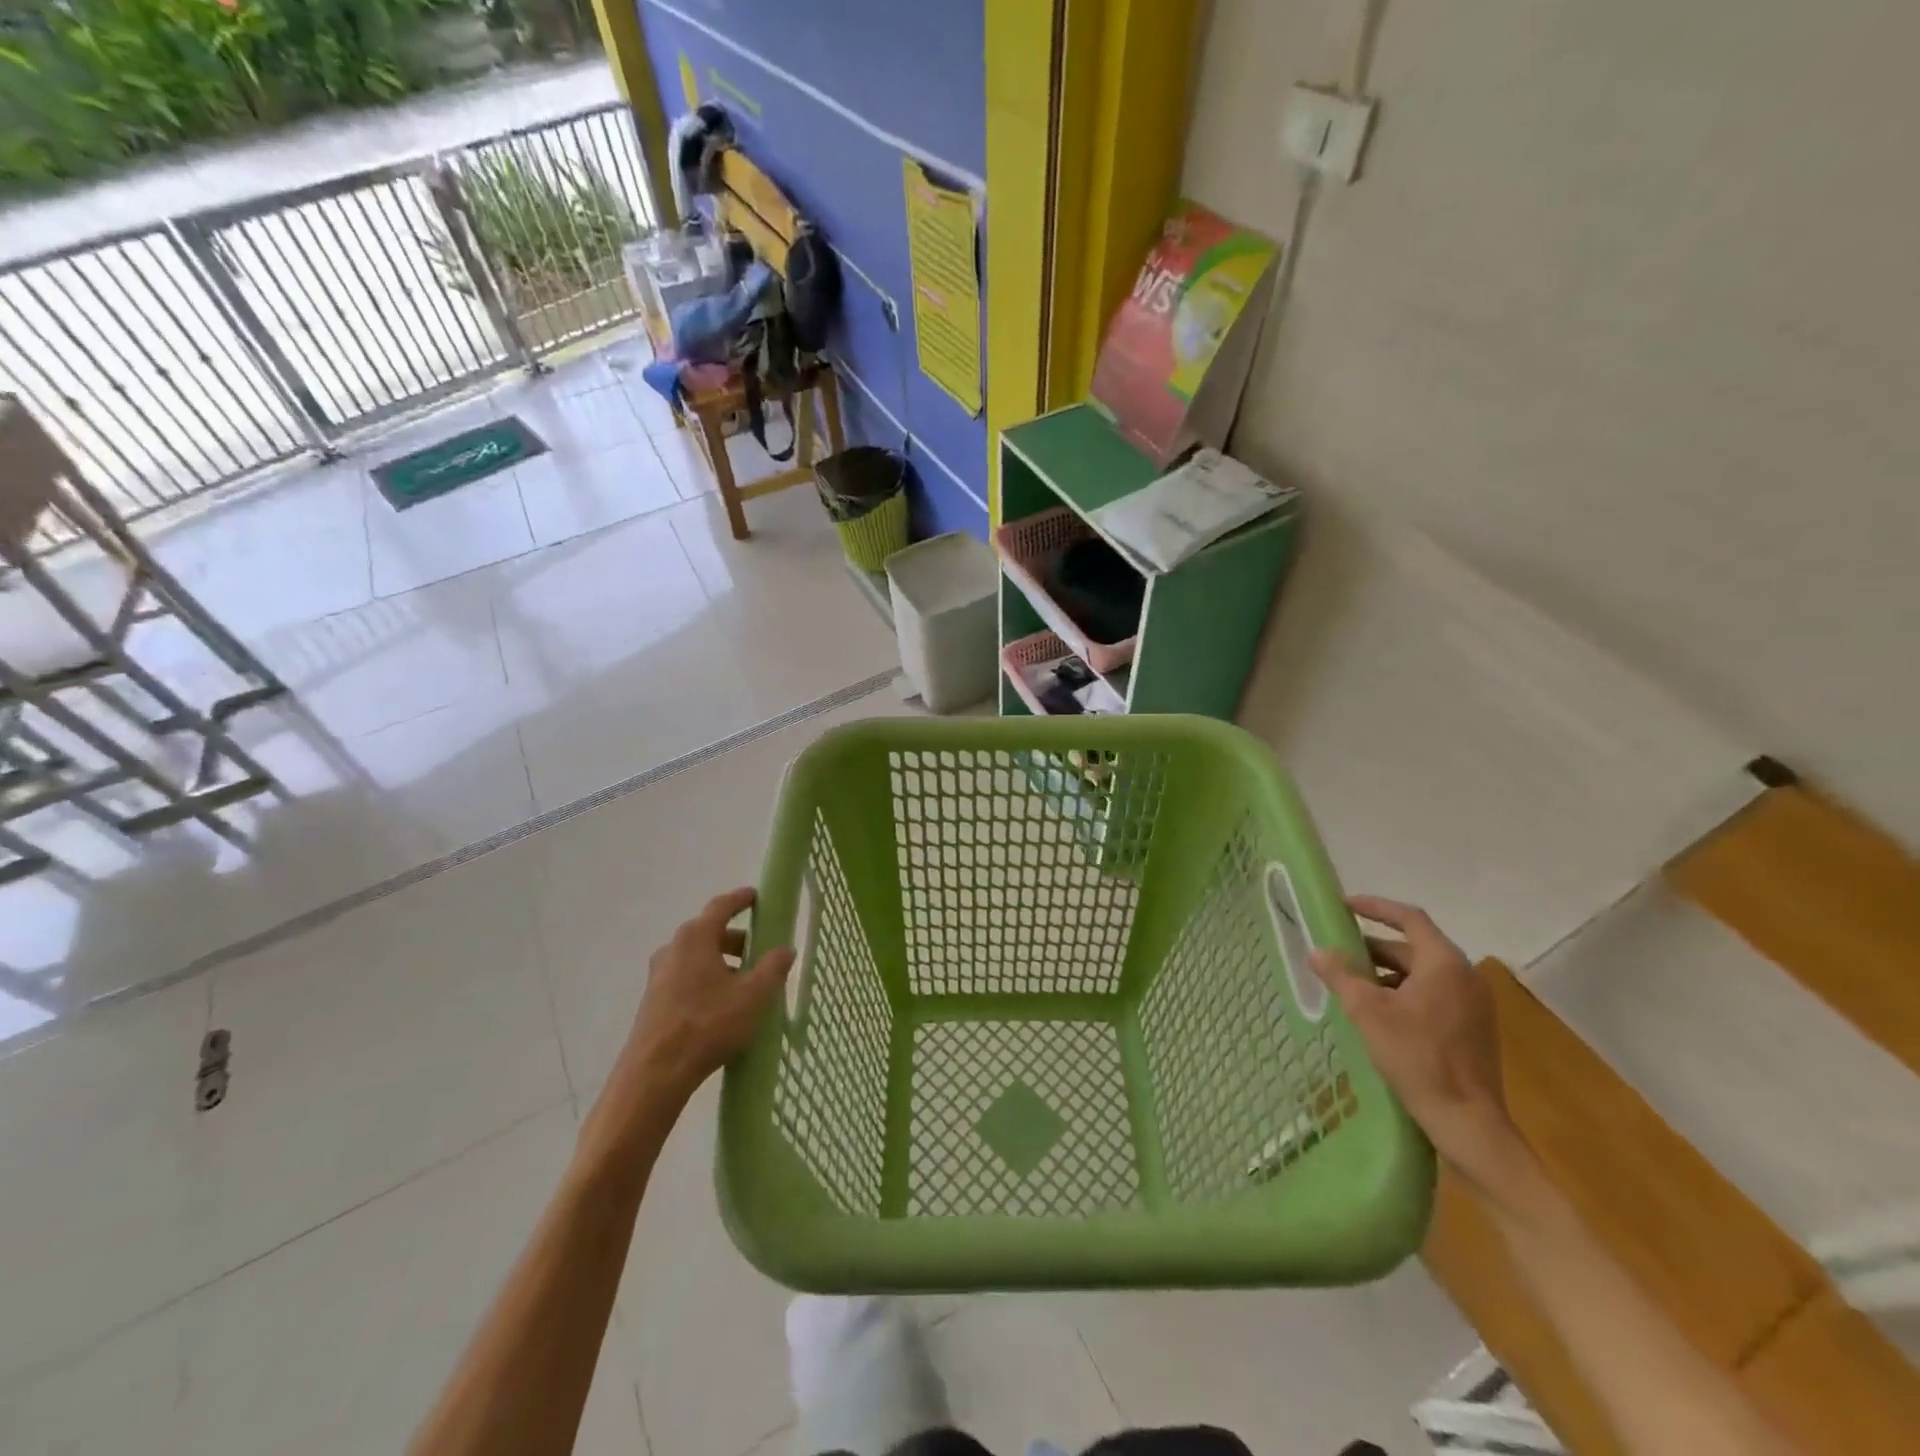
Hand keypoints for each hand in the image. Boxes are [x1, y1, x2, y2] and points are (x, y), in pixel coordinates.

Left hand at [614, 887, 794, 1104]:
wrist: (654, 1074)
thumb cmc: (707, 1025)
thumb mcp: (752, 996)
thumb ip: (773, 968)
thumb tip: (785, 949)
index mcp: (696, 937)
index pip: (721, 906)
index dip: (741, 899)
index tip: (757, 897)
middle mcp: (673, 948)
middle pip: (709, 932)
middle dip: (736, 938)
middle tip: (759, 951)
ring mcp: (659, 974)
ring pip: (697, 956)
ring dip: (721, 961)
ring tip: (744, 983)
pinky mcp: (653, 999)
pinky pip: (685, 976)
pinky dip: (706, 979)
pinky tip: (721, 1004)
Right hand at [1309, 895, 1532, 1198]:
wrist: (1468, 1122)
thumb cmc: (1418, 1058)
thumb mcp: (1368, 1013)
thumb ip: (1341, 976)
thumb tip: (1317, 951)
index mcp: (1444, 964)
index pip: (1409, 918)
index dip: (1375, 907)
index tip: (1344, 906)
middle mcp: (1464, 976)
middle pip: (1412, 947)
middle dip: (1372, 947)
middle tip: (1337, 951)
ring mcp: (1472, 1004)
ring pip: (1420, 974)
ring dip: (1384, 973)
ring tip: (1349, 983)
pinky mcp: (1471, 1027)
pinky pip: (1431, 994)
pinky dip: (1401, 993)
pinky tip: (1375, 1012)